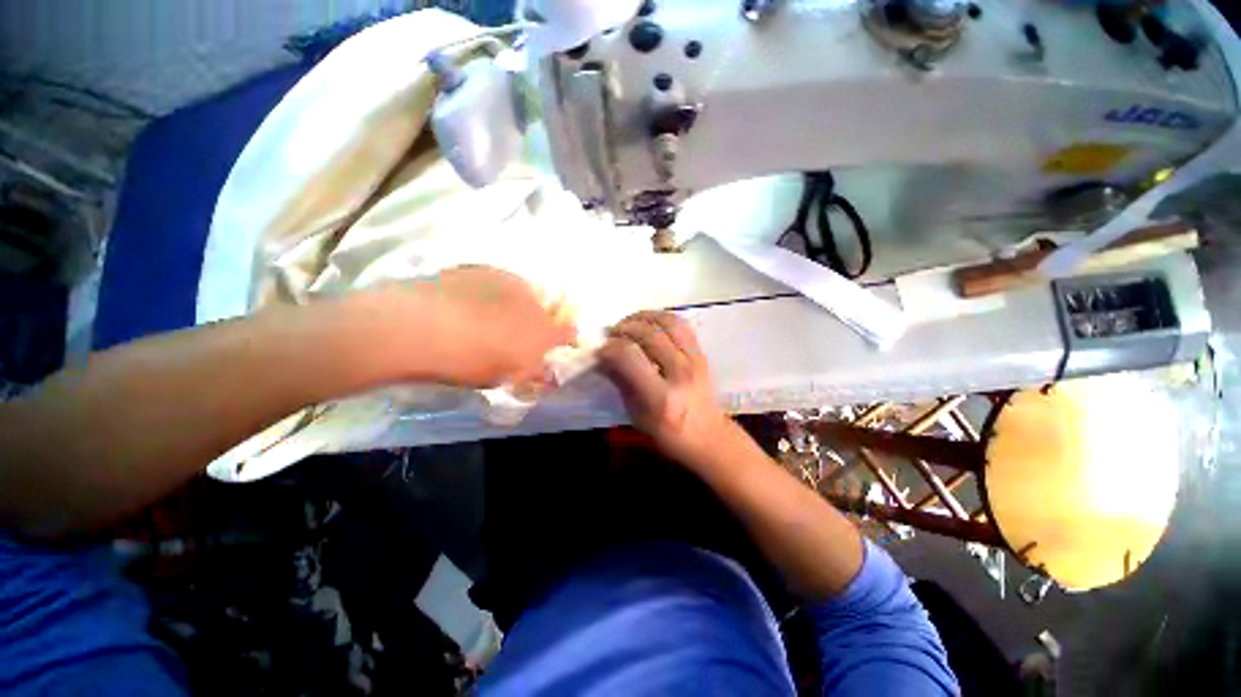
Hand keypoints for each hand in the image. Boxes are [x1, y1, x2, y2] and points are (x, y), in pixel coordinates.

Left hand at [422, 266, 575, 387]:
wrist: (422, 326)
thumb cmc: (471, 360)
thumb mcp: (506, 377)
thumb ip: (533, 373)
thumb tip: (549, 375)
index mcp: (543, 331)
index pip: (567, 332)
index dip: (569, 338)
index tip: (566, 343)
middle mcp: (533, 301)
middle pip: (547, 308)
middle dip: (542, 319)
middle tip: (522, 331)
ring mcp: (507, 281)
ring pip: (523, 291)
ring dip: (518, 302)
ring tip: (494, 315)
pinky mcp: (481, 268)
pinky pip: (497, 281)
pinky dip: (493, 291)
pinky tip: (471, 302)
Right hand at [599, 311, 731, 465]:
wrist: (709, 437)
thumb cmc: (669, 434)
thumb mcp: (637, 415)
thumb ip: (621, 383)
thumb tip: (603, 358)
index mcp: (661, 396)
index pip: (630, 357)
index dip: (610, 348)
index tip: (600, 350)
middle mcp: (679, 373)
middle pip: (648, 334)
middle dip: (624, 328)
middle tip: (611, 334)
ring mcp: (694, 360)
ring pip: (667, 323)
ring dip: (643, 317)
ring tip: (629, 323)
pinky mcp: (701, 354)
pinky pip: (681, 325)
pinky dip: (662, 318)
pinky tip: (649, 323)